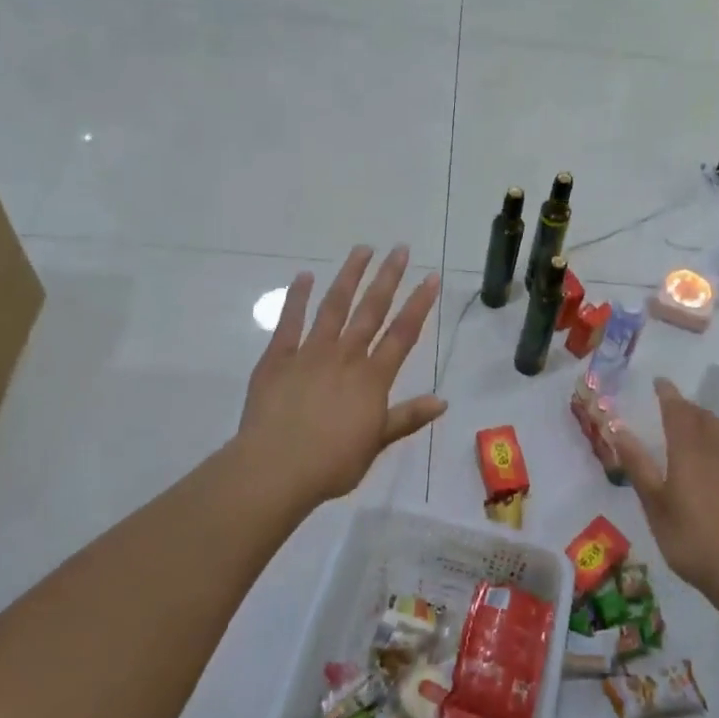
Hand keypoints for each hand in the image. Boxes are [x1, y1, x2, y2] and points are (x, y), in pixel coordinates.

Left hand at [237, 246, 445, 510]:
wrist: (276, 468)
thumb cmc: (331, 463)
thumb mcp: (376, 443)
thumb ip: (407, 417)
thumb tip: (442, 401)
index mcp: (371, 378)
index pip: (402, 334)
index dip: (419, 304)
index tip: (431, 277)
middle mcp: (345, 356)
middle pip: (371, 310)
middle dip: (388, 278)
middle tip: (400, 249)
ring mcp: (310, 353)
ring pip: (334, 306)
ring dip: (349, 276)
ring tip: (362, 250)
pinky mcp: (278, 358)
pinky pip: (289, 321)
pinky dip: (297, 297)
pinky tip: (304, 275)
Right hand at [613, 379, 718, 606]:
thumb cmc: (693, 540)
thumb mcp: (655, 506)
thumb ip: (638, 465)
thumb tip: (618, 429)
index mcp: (688, 449)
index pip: (677, 409)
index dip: (667, 393)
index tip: (659, 382)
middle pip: (704, 417)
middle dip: (689, 409)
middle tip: (677, 411)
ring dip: (714, 426)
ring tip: (705, 434)